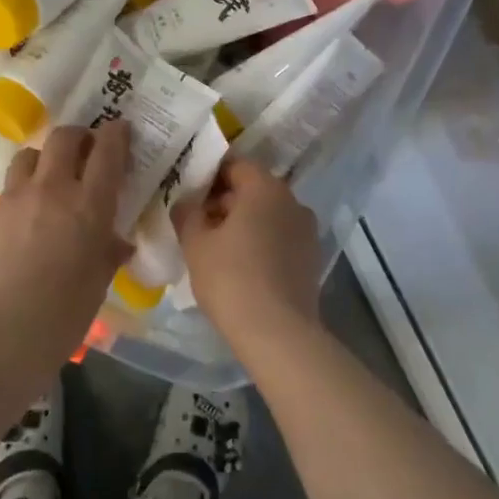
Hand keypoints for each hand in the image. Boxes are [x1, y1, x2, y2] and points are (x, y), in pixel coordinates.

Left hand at [0, 122, 131, 332]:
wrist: (0, 333)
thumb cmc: (64, 313)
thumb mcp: (98, 282)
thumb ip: (108, 253)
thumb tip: (116, 243)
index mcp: (88, 204)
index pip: (106, 151)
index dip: (115, 134)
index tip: (119, 129)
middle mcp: (51, 189)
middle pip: (62, 138)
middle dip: (77, 136)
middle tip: (85, 149)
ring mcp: (13, 200)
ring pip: (28, 156)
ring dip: (43, 160)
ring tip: (49, 178)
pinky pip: (7, 192)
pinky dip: (21, 195)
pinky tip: (23, 220)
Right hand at [173, 158, 320, 341]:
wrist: (277, 333)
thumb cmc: (230, 279)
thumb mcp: (195, 243)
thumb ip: (187, 213)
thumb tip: (186, 201)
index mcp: (265, 188)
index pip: (236, 165)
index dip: (210, 176)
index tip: (190, 195)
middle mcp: (292, 201)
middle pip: (254, 189)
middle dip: (226, 201)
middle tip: (199, 223)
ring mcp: (307, 230)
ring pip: (269, 215)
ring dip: (245, 223)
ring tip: (218, 248)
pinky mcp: (312, 258)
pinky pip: (281, 238)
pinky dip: (262, 243)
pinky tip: (243, 267)